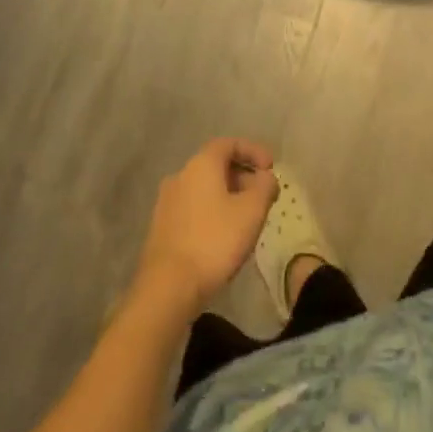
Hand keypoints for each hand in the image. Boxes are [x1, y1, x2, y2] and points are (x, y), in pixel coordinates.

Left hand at [134, 138, 278, 313]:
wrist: (167, 287)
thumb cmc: (214, 241)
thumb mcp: (251, 212)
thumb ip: (264, 187)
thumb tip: (266, 177)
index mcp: (201, 164)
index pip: (229, 144)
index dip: (253, 151)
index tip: (271, 167)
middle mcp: (180, 175)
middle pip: (216, 166)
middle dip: (243, 176)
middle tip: (263, 196)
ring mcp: (167, 202)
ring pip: (204, 189)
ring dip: (228, 196)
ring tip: (246, 218)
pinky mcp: (161, 227)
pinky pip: (193, 208)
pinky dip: (212, 212)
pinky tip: (224, 236)